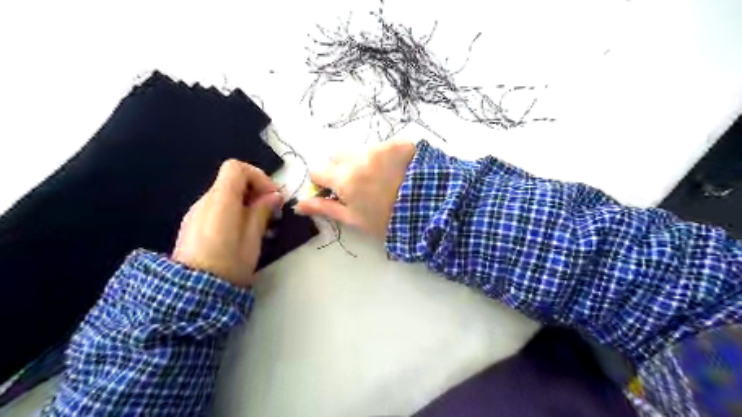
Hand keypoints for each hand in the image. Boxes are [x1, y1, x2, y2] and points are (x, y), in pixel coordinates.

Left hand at [172, 158, 282, 287]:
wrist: (193, 293)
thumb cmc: (229, 264)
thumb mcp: (253, 238)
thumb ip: (261, 212)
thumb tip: (273, 196)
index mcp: (220, 201)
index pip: (235, 168)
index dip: (257, 176)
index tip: (271, 195)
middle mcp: (205, 201)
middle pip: (231, 181)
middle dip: (255, 191)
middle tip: (272, 212)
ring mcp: (196, 213)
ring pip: (225, 195)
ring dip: (246, 203)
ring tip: (261, 226)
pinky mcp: (193, 225)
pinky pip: (217, 208)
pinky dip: (234, 212)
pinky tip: (243, 233)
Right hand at [293, 141, 413, 238]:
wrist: (429, 211)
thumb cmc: (387, 221)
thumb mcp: (354, 219)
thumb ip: (325, 208)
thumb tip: (298, 205)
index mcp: (344, 178)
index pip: (318, 172)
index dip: (323, 184)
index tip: (334, 192)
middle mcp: (358, 157)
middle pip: (338, 157)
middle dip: (341, 169)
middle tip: (358, 187)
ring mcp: (380, 147)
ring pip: (360, 151)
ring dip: (363, 162)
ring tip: (382, 180)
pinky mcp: (400, 144)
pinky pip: (383, 147)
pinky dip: (384, 157)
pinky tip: (397, 172)